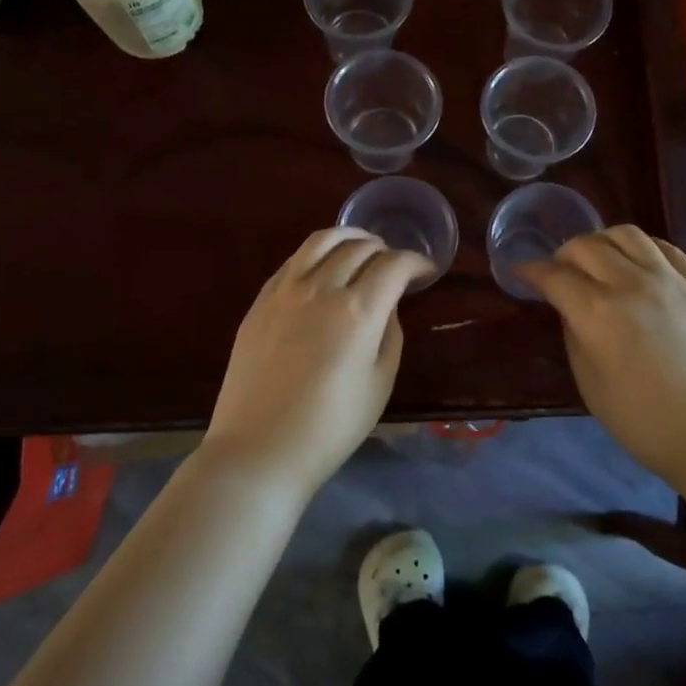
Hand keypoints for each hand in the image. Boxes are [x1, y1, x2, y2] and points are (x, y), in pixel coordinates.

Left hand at [202, 228, 430, 498]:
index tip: (426, 271)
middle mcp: (321, 288)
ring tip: (362, 246)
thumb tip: (386, 306)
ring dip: (349, 236)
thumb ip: (389, 334)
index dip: (416, 262)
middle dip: (386, 249)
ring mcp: (285, 290)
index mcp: (357, 311)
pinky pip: (294, 260)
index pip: (394, 265)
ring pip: (321, 240)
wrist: (259, 448)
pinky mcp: (260, 300)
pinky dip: (317, 253)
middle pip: (359, 247)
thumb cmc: (329, 427)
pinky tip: (323, 267)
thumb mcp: (379, 384)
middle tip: (396, 265)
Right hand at [516, 226, 685, 486]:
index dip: (532, 271)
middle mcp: (631, 285)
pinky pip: (665, 247)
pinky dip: (641, 247)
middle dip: (563, 254)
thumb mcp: (591, 385)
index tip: (521, 272)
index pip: (555, 276)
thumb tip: (570, 308)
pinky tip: (637, 263)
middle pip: (587, 246)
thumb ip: (575, 337)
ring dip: (601, 241)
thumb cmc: (645, 422)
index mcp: (598, 314)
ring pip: (626, 234)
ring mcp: (670, 280)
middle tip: (559, 271)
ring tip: (598, 260)